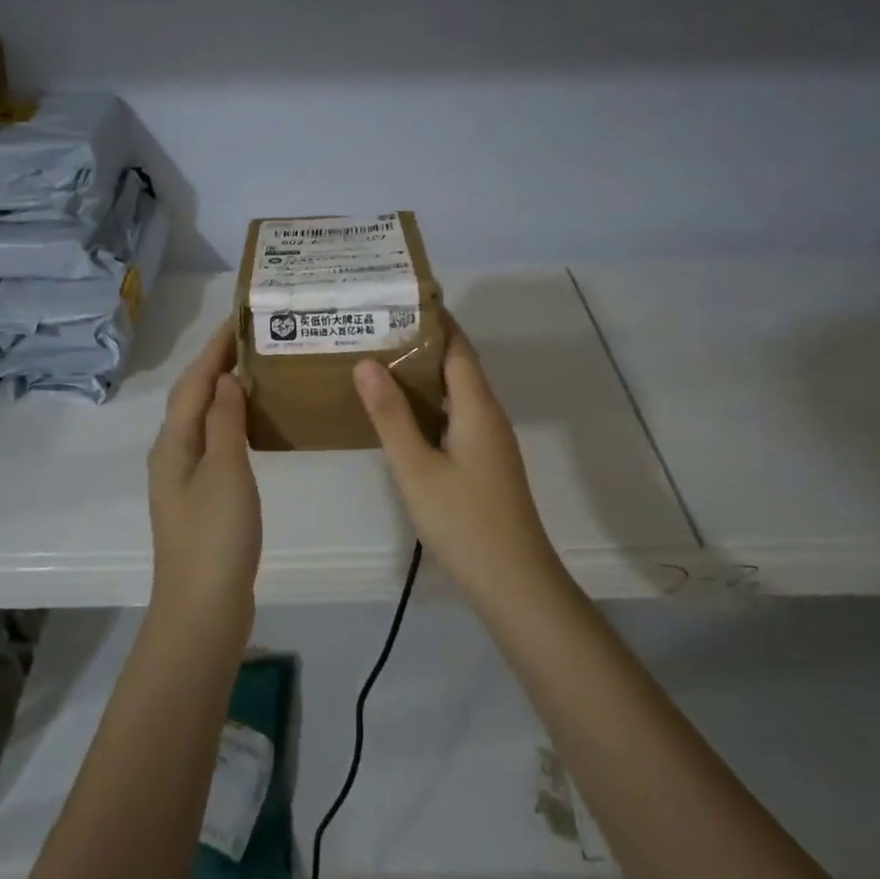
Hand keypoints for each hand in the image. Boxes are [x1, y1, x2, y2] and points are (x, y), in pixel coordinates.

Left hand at [147, 320, 261, 615]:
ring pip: (201, 419)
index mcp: (173, 442)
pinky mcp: (199, 498)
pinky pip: (213, 442)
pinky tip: (250, 424)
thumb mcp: (225, 471)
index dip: (214, 348)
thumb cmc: (215, 536)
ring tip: (255, 371)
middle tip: (252, 338)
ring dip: (222, 391)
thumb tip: (226, 378)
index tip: (240, 317)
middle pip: (192, 397)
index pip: (194, 381)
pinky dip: (229, 421)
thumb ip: (225, 422)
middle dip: (216, 363)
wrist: (202, 608)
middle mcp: (172, 453)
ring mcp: (183, 478)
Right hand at [353, 314, 558, 598]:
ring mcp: (488, 440)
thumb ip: (391, 415)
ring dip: (422, 375)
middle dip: (419, 343)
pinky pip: (454, 416)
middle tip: (373, 328)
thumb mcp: (416, 467)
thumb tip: (367, 362)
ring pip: (455, 393)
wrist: (512, 580)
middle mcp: (488, 415)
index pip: (457, 346)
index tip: (396, 298)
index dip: (432, 320)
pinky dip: (428, 404)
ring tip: (377, 361)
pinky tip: (399, 413)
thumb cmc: (463, 520)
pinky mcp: (483, 462)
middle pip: (456, 365)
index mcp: (477, 406)